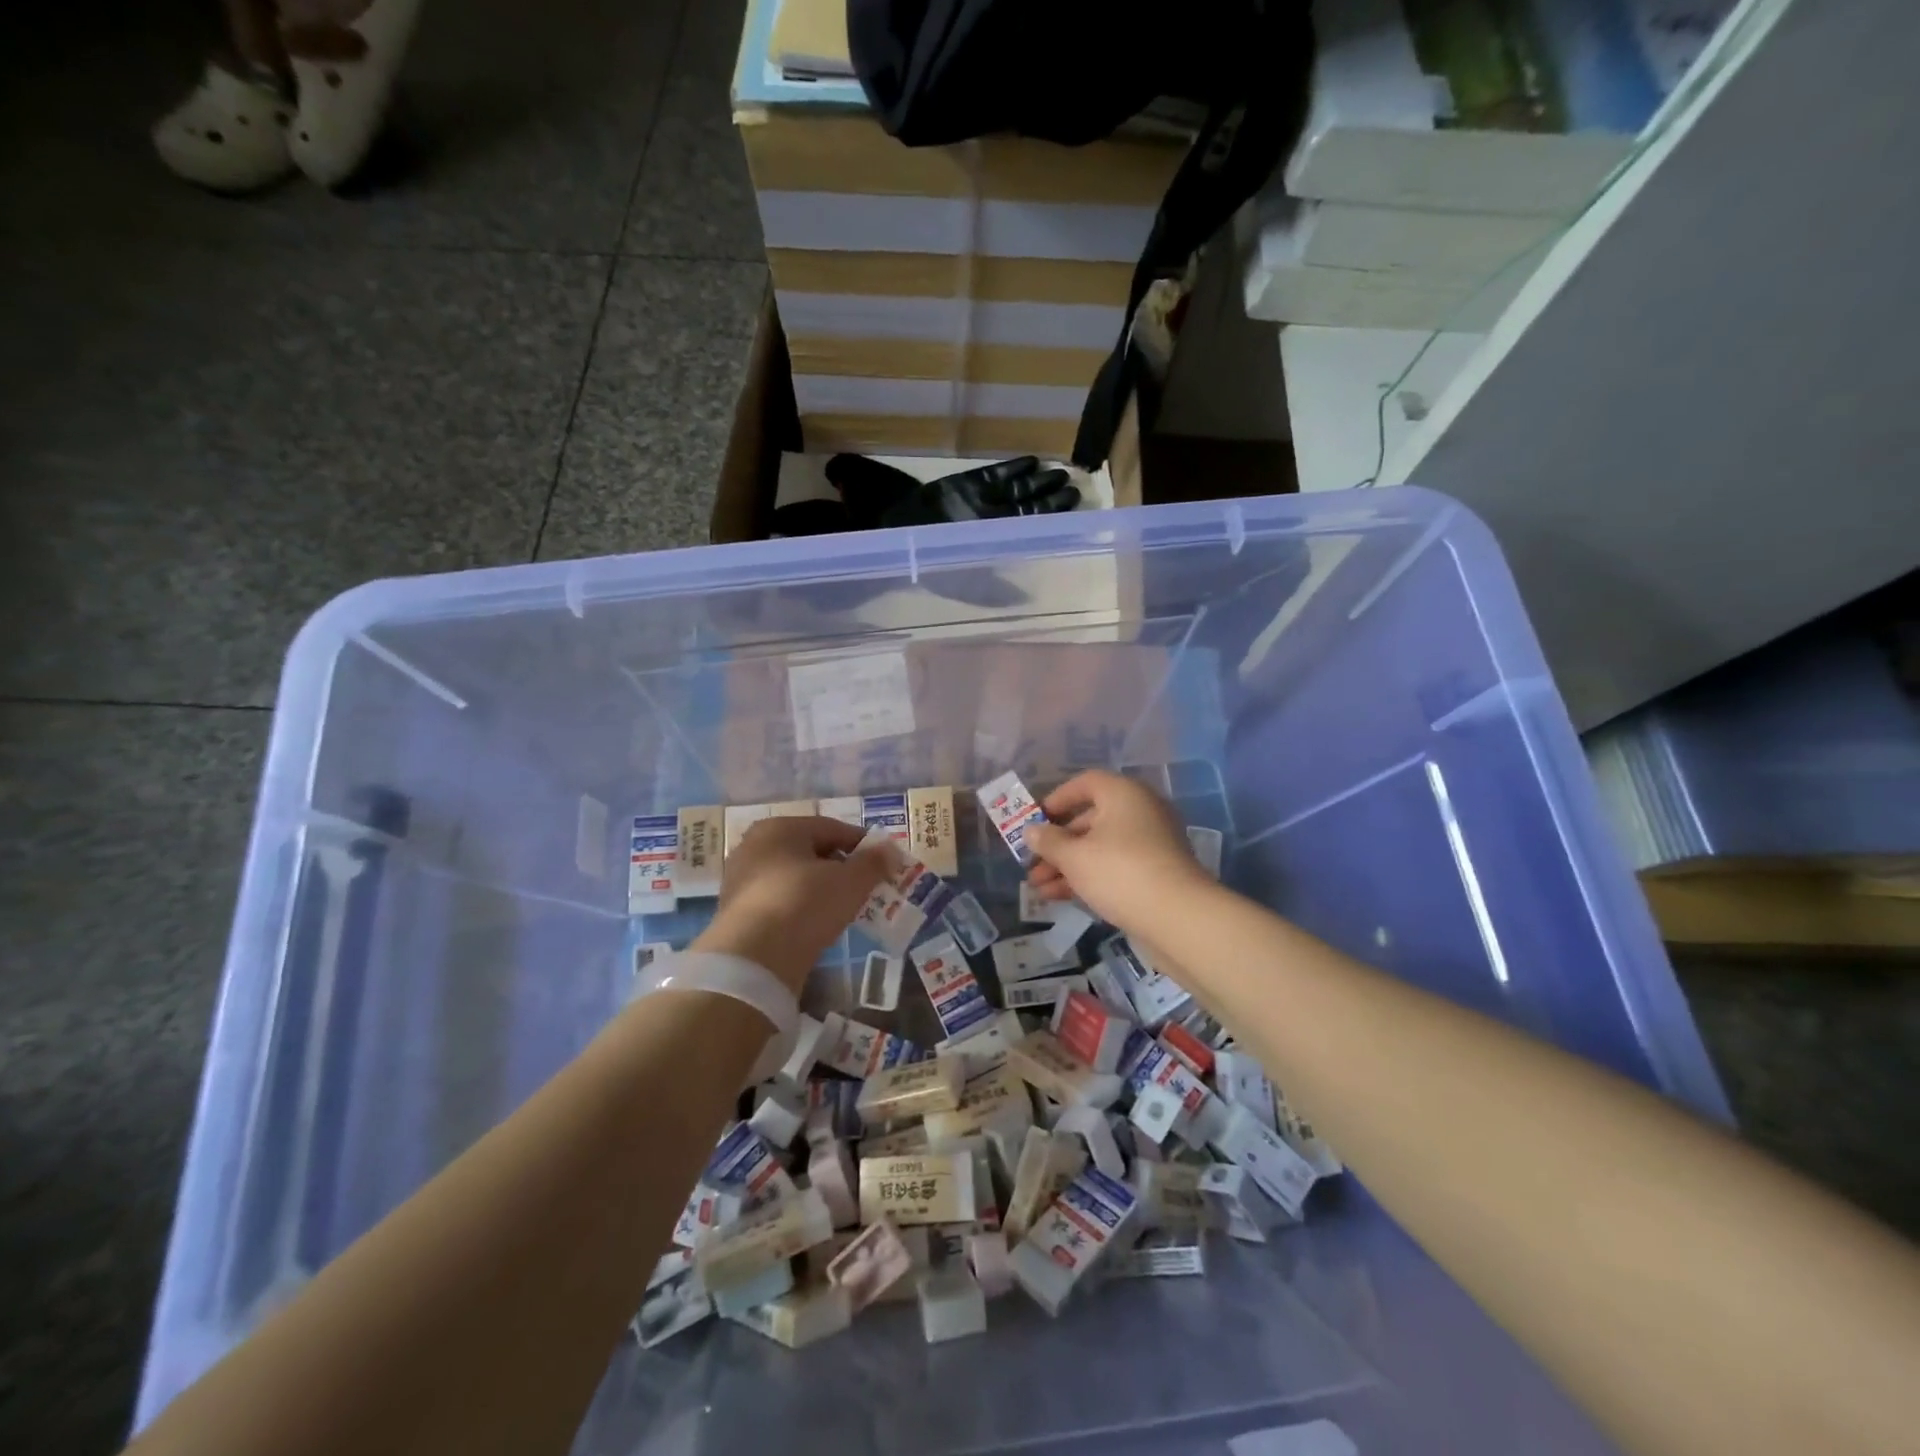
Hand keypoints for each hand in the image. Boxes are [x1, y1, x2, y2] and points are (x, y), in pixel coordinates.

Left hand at [693, 816, 886, 993]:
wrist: (753, 959)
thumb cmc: (805, 904)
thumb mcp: (850, 882)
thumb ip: (873, 863)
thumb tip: (890, 851)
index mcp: (780, 828)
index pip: (831, 828)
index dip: (862, 843)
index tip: (884, 861)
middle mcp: (755, 846)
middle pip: (810, 851)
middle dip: (841, 867)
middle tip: (867, 886)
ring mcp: (741, 879)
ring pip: (794, 877)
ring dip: (821, 888)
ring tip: (846, 907)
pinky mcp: (736, 911)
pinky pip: (780, 900)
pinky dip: (801, 907)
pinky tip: (818, 924)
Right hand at [1023, 770, 1210, 937]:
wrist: (1178, 918)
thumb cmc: (1120, 872)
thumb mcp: (1074, 856)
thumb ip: (1048, 841)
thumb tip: (1030, 831)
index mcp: (1124, 794)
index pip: (1085, 783)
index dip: (1057, 799)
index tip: (1035, 821)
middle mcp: (1140, 811)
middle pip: (1090, 819)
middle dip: (1057, 843)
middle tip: (1031, 862)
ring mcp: (1150, 843)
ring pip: (1100, 847)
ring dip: (1067, 865)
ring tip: (1038, 887)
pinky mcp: (1155, 872)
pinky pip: (1114, 866)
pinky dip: (1088, 876)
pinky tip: (1059, 897)